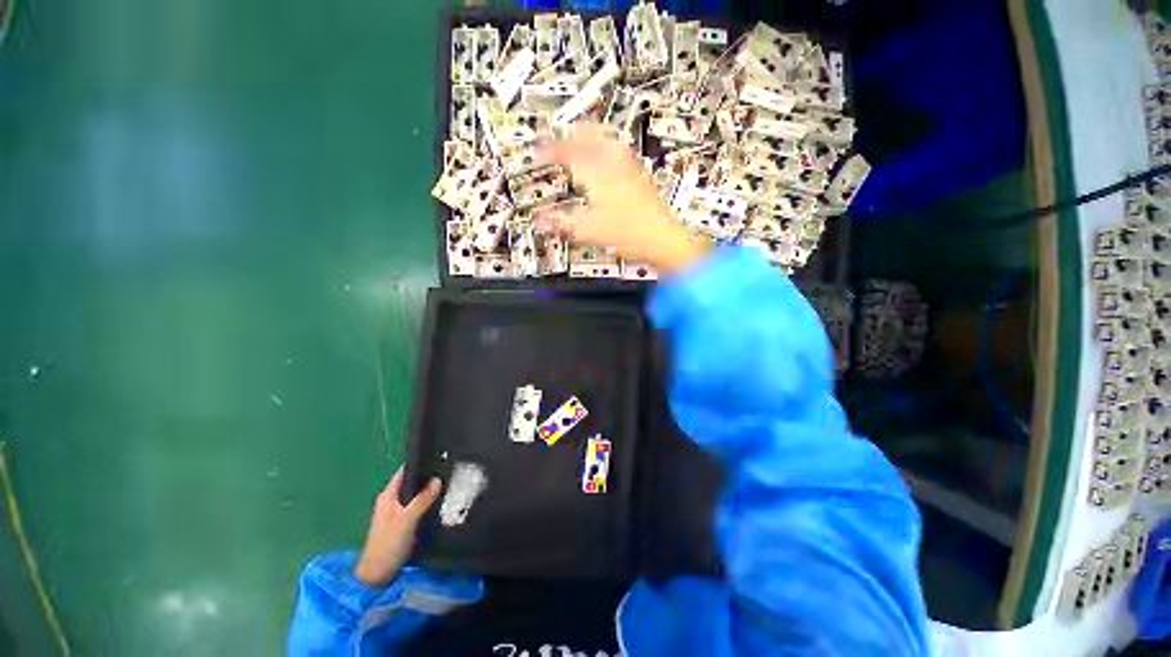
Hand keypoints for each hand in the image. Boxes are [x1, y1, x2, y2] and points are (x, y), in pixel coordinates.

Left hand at [354, 467, 442, 586]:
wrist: (377, 576)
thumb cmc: (388, 545)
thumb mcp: (408, 519)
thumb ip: (422, 499)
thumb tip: (437, 479)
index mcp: (387, 496)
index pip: (404, 472)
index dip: (419, 463)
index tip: (438, 457)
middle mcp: (390, 502)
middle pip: (411, 483)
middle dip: (427, 478)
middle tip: (448, 471)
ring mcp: (395, 514)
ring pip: (415, 496)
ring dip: (427, 493)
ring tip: (447, 487)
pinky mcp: (401, 525)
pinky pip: (416, 508)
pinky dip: (426, 505)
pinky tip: (437, 507)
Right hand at [540, 124, 711, 274]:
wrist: (663, 239)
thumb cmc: (629, 233)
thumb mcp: (589, 231)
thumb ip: (562, 223)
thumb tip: (540, 220)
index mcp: (599, 172)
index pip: (568, 152)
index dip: (550, 150)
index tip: (538, 153)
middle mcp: (615, 163)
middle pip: (590, 135)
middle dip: (570, 134)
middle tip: (557, 136)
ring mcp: (629, 168)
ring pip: (606, 140)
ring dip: (588, 137)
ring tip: (578, 141)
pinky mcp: (639, 177)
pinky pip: (618, 152)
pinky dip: (604, 149)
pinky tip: (605, 160)